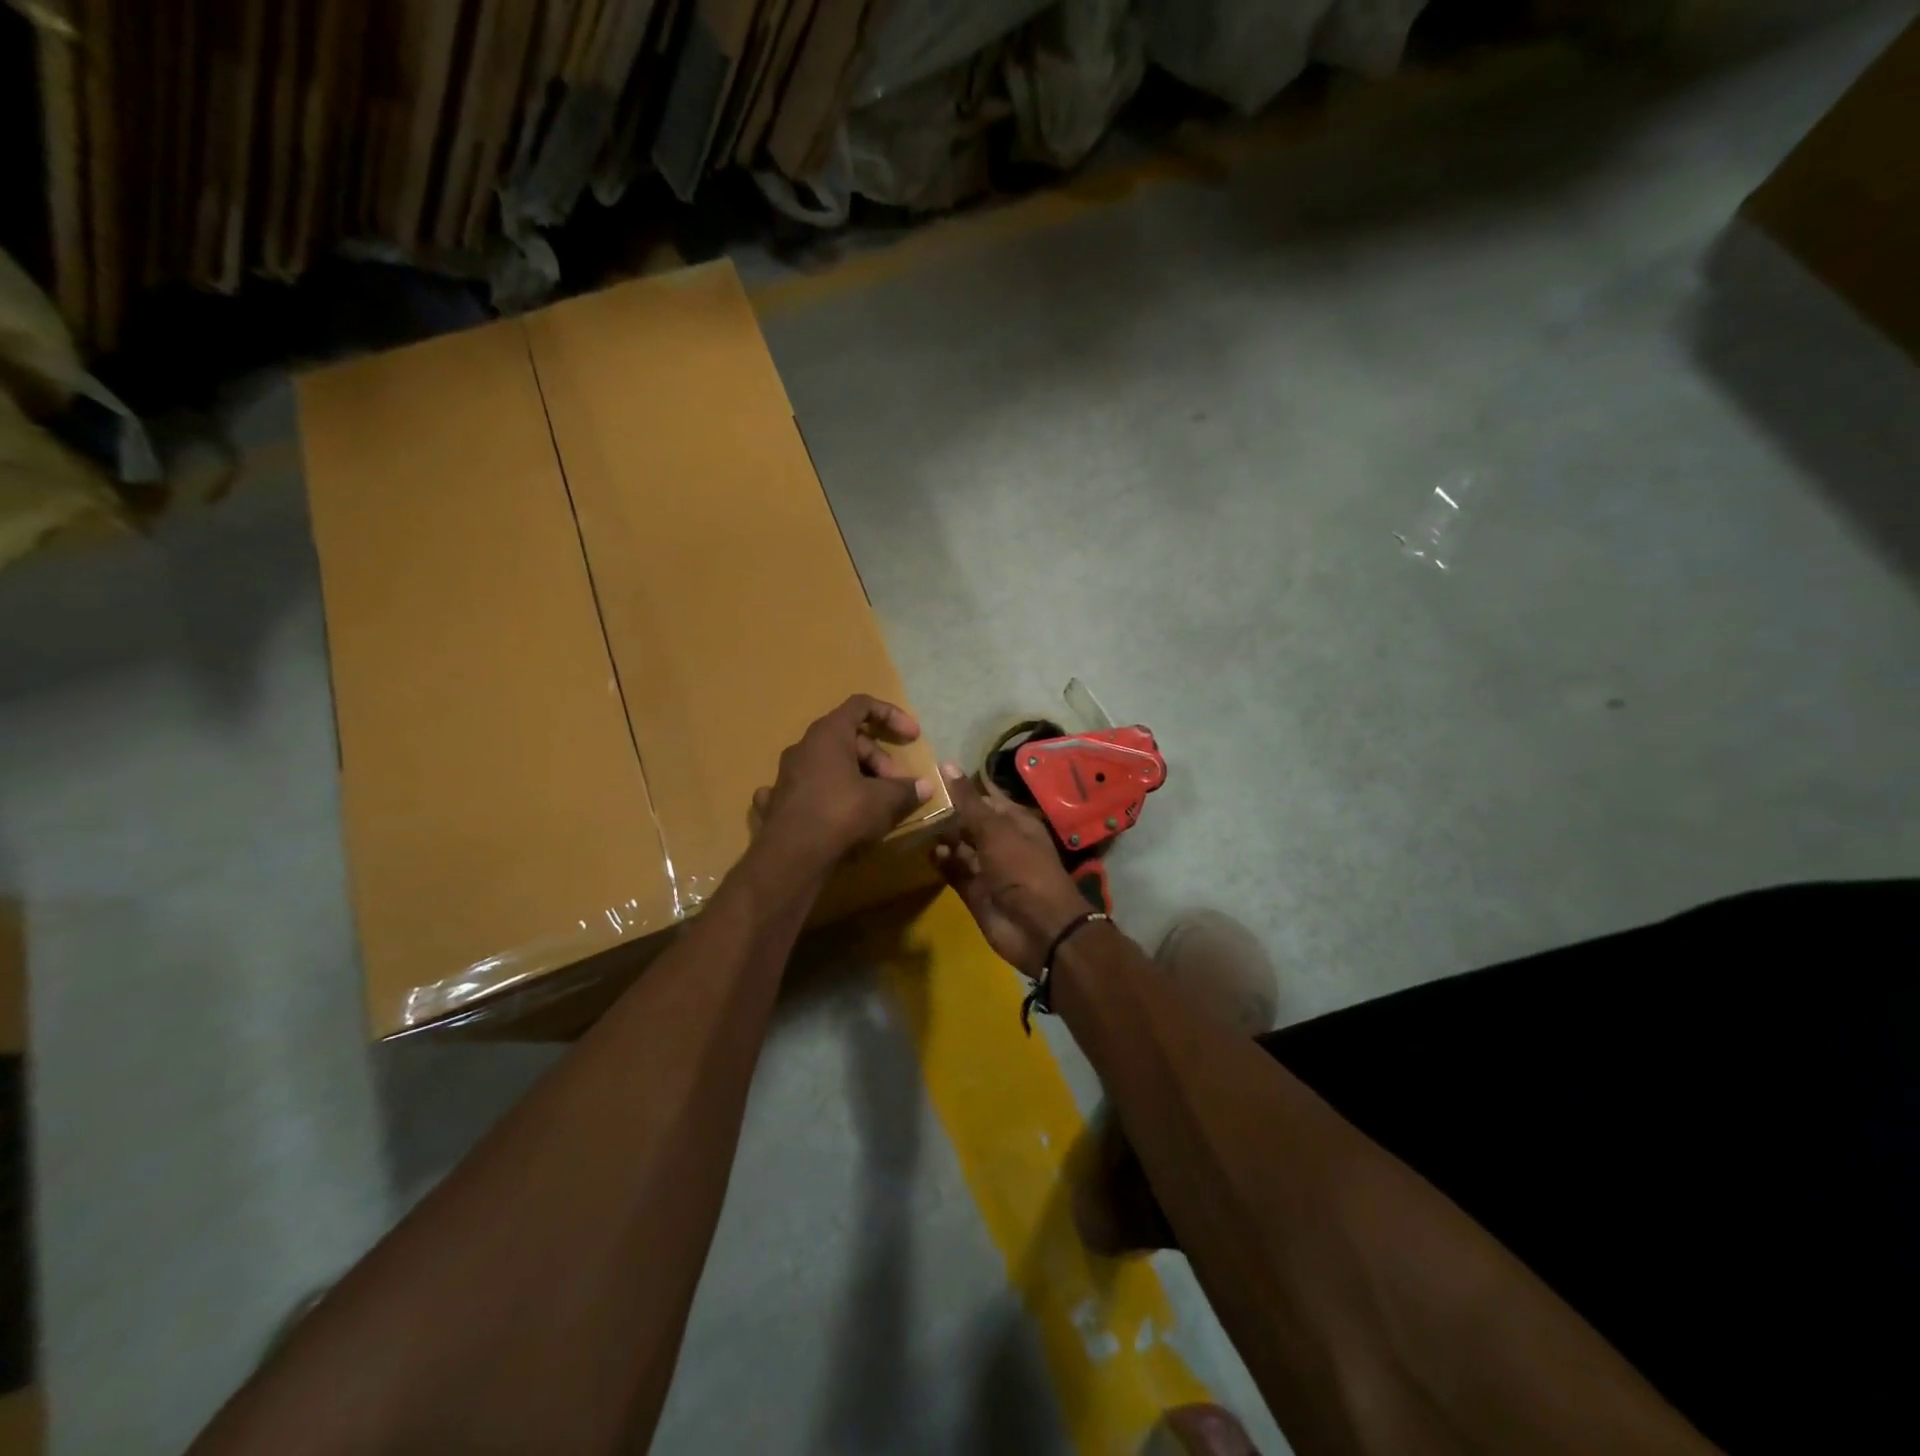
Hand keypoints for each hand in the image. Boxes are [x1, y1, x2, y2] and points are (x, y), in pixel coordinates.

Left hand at [750, 696, 932, 877]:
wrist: (791, 859)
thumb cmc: (841, 816)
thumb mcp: (884, 801)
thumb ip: (906, 790)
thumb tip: (924, 786)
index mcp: (828, 734)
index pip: (861, 705)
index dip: (891, 715)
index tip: (913, 737)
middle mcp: (803, 747)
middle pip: (848, 739)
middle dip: (878, 759)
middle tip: (896, 787)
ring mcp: (786, 774)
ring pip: (828, 764)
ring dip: (856, 776)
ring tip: (873, 805)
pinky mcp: (777, 801)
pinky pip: (807, 789)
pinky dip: (825, 795)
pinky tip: (830, 812)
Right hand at [933, 764, 1090, 976]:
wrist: (1039, 929)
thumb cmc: (1022, 869)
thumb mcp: (995, 830)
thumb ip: (968, 801)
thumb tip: (946, 764)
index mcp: (1014, 821)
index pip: (984, 797)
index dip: (961, 787)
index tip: (929, 775)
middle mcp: (1001, 841)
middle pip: (969, 822)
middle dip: (946, 812)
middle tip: (912, 798)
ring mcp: (987, 867)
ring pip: (959, 847)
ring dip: (940, 837)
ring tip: (913, 823)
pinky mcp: (975, 891)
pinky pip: (954, 871)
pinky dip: (942, 862)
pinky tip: (925, 852)